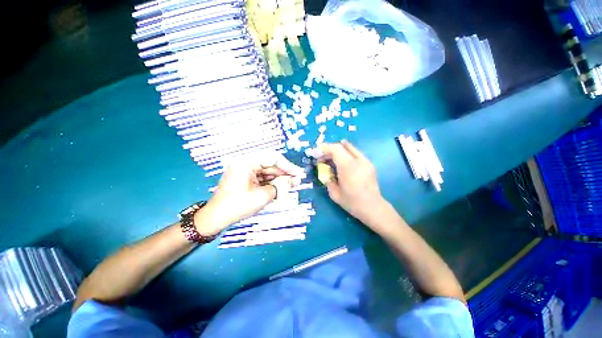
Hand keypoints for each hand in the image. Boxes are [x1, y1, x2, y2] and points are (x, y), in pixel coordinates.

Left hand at [194, 153, 305, 235]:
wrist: (216, 218)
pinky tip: (282, 186)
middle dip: (285, 173)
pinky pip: (263, 177)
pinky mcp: (246, 178)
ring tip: (293, 184)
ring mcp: (246, 170)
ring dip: (280, 178)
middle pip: (271, 164)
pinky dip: (273, 182)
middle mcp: (246, 163)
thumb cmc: (237, 206)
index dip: (288, 166)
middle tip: (298, 180)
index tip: (299, 174)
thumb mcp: (262, 196)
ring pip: (268, 171)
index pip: (272, 158)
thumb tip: (294, 181)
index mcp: (246, 162)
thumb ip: (280, 186)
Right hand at [319, 140, 385, 224]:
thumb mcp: (334, 194)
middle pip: (341, 146)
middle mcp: (357, 160)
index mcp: (348, 167)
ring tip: (330, 155)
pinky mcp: (369, 164)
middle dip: (329, 149)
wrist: (373, 207)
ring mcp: (365, 161)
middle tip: (322, 156)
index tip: (316, 153)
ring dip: (338, 149)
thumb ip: (328, 180)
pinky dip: (347, 152)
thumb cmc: (352, 202)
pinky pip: (355, 153)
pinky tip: (342, 158)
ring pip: (350, 148)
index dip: (324, 148)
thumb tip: (325, 172)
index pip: (335, 149)